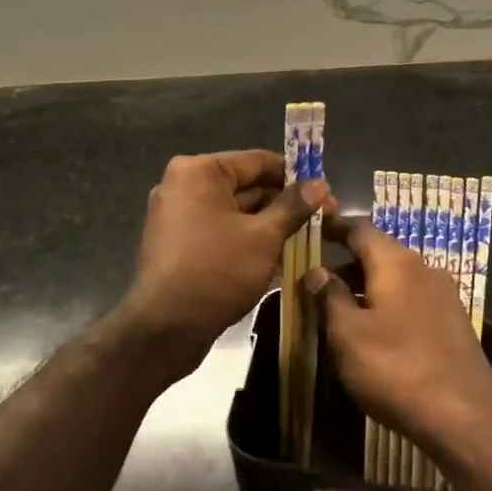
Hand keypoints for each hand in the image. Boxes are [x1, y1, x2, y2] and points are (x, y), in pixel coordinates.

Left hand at [119, 150, 330, 383]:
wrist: (165, 329)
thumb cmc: (217, 271)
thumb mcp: (264, 237)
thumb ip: (293, 207)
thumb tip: (319, 184)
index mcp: (199, 171)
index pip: (258, 161)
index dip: (295, 176)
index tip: (326, 193)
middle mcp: (183, 186)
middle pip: (246, 187)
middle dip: (285, 205)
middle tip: (323, 220)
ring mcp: (178, 217)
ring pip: (236, 214)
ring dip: (270, 226)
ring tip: (308, 241)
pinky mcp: (179, 246)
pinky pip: (221, 233)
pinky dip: (248, 242)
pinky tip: (280, 259)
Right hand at [305, 218, 491, 464]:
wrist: (465, 418)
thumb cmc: (396, 368)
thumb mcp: (348, 335)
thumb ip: (330, 297)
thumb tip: (318, 271)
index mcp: (396, 262)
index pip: (360, 230)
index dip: (335, 229)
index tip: (315, 231)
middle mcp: (424, 268)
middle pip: (381, 253)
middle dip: (349, 263)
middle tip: (320, 280)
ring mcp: (445, 295)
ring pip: (398, 278)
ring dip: (369, 286)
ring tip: (343, 308)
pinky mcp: (455, 322)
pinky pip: (414, 300)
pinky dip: (390, 304)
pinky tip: (378, 331)